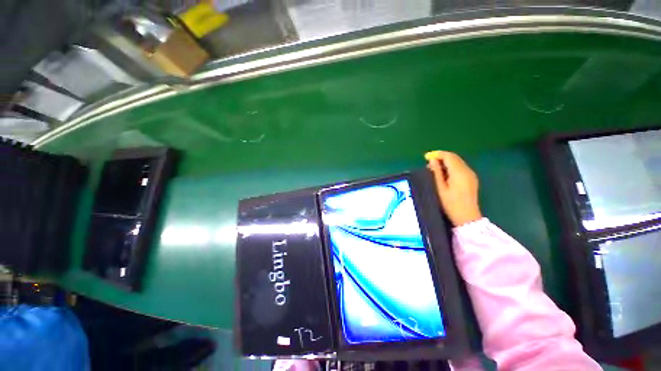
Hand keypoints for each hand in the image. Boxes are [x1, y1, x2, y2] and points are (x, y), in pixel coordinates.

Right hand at [424, 151, 481, 226]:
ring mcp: (471, 174)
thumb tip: (432, 160)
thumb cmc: (451, 204)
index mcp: (459, 172)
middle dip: (441, 157)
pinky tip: (444, 173)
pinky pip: (461, 167)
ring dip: (446, 161)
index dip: (438, 154)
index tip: (426, 156)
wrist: (467, 217)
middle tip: (429, 162)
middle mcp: (467, 171)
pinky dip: (451, 166)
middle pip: (454, 158)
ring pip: (458, 162)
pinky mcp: (472, 179)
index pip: (449, 156)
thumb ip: (436, 172)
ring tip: (434, 168)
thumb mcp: (440, 188)